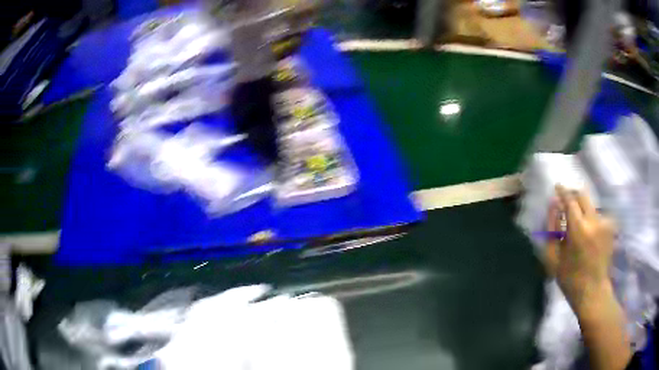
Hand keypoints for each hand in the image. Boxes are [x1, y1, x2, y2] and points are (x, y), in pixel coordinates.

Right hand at [545, 185, 616, 317]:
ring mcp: (604, 222)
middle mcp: (594, 220)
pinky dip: (590, 218)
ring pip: (590, 205)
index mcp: (578, 229)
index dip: (562, 191)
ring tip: (577, 223)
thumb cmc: (569, 278)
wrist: (593, 290)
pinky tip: (588, 232)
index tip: (557, 186)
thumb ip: (552, 227)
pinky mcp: (610, 227)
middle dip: (573, 195)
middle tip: (566, 202)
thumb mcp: (553, 256)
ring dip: (582, 209)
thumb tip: (553, 203)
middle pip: (582, 195)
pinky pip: (597, 215)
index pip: (570, 199)